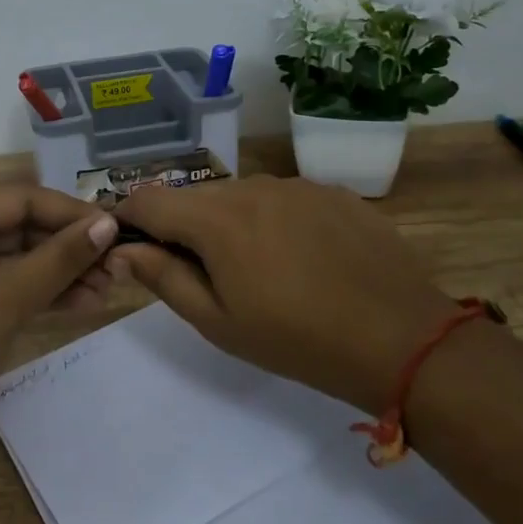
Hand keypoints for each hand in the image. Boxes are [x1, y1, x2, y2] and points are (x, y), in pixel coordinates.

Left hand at [0, 186, 122, 446]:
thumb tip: (108, 224)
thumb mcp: (9, 296)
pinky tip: (81, 304)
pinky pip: (10, 285)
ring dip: (62, 272)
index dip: (72, 213)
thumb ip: (60, 258)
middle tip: (117, 266)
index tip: (117, 230)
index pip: (25, 199)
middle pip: (24, 227)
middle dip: (70, 247)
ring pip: (20, 259)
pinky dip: (42, 292)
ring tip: (107, 290)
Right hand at [113, 175, 459, 413]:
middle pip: (197, 197)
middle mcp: (252, 186)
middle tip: (203, 272)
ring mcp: (297, 184)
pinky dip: (275, 220)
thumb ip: (163, 277)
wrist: (399, 337)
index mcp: (216, 218)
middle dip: (184, 226)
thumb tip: (123, 249)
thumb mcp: (218, 322)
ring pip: (242, 195)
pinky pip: (284, 198)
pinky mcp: (332, 192)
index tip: (132, 244)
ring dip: (232, 222)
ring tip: (259, 268)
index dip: (130, 218)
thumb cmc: (296, 339)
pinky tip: (302, 258)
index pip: (149, 200)